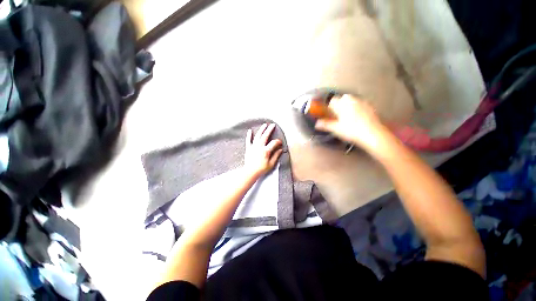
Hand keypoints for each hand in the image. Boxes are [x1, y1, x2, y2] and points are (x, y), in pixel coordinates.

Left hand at [244, 123, 282, 177]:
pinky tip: (250, 131)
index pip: (273, 143)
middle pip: (265, 136)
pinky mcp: (248, 148)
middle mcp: (259, 147)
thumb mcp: (271, 164)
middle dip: (269, 130)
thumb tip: (280, 150)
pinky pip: (248, 140)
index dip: (278, 142)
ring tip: (264, 125)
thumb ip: (276, 156)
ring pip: (257, 136)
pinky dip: (249, 135)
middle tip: (272, 125)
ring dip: (261, 130)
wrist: (250, 172)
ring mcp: (253, 147)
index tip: (280, 143)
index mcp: (266, 151)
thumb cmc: (261, 169)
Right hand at [315, 94, 387, 149]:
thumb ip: (325, 125)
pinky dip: (358, 108)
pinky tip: (358, 118)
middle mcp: (352, 100)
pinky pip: (361, 104)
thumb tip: (317, 123)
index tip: (329, 113)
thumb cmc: (352, 130)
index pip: (332, 101)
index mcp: (342, 104)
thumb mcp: (336, 129)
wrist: (372, 133)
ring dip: (349, 106)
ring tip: (348, 116)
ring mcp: (362, 102)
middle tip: (338, 115)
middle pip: (343, 98)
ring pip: (352, 101)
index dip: (329, 107)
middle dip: (340, 105)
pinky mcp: (370, 107)